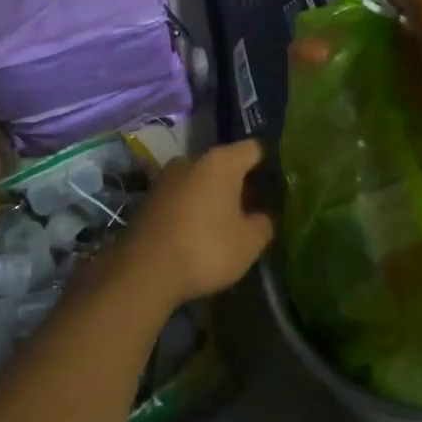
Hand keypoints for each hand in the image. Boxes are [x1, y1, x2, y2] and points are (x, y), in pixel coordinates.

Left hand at [119, 140, 275, 308]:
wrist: (144, 272)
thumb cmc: (205, 249)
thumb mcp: (249, 243)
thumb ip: (264, 223)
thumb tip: (261, 216)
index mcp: (221, 161)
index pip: (254, 149)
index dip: (269, 164)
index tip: (278, 184)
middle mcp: (192, 159)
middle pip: (225, 163)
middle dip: (240, 182)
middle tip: (255, 207)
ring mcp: (166, 177)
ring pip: (201, 179)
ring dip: (214, 195)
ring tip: (227, 222)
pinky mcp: (149, 198)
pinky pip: (182, 195)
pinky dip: (193, 207)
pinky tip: (199, 231)